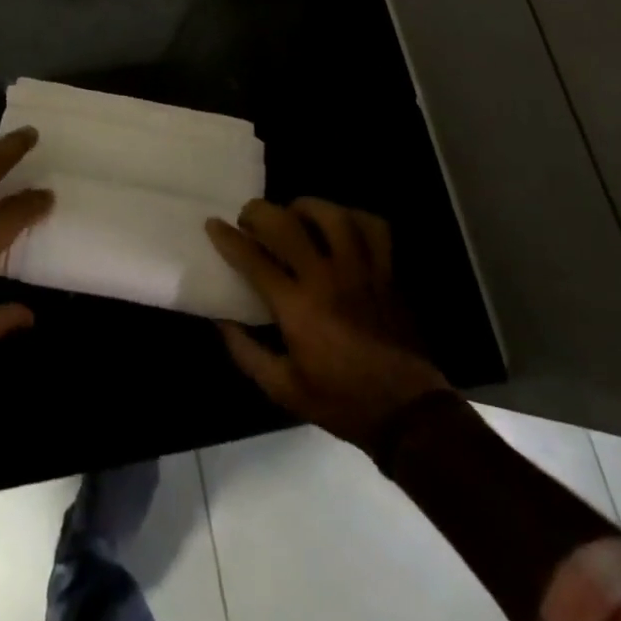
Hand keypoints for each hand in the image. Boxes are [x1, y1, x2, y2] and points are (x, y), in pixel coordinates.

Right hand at [207, 197, 450, 451]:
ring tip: (294, 213)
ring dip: (306, 207)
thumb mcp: (284, 389)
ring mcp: (362, 270)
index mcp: (298, 307)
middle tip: (250, 217)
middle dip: (260, 212)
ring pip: (332, 216)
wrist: (407, 413)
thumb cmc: (341, 401)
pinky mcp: (387, 272)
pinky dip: (355, 218)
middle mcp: (327, 278)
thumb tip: (221, 319)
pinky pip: (375, 228)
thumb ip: (247, 352)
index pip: (254, 259)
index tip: (213, 224)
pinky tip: (341, 225)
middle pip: (287, 224)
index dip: (228, 238)